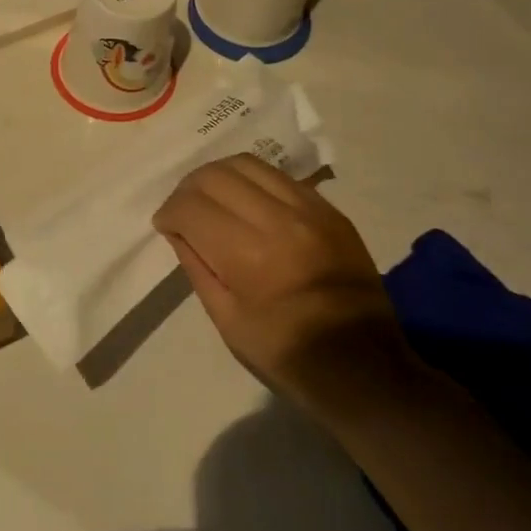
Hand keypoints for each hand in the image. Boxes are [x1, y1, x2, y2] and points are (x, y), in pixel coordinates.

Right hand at [153, 154, 407, 404]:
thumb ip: (197, 266)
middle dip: (187, 190)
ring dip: (218, 178)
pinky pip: (279, 177)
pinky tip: (246, 205)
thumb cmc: (286, 353)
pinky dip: (252, 183)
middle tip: (184, 213)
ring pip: (247, 165)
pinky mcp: (331, 211)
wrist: (364, 366)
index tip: (165, 228)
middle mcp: (279, 220)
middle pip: (215, 175)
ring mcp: (311, 210)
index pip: (190, 206)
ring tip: (212, 202)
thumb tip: (178, 231)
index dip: (168, 213)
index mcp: (248, 255)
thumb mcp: (226, 319)